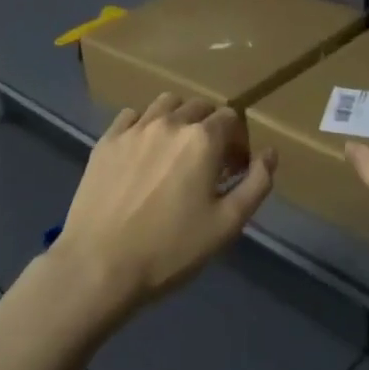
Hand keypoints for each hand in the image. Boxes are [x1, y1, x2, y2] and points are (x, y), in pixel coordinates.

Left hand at [54, 93, 276, 317]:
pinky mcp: (106, 141)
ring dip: (179, 117)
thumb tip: (270, 153)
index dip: (238, 140)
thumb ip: (256, 184)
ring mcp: (134, 128)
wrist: (99, 265)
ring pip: (165, 103)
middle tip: (207, 161)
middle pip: (199, 105)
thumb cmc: (170, 249)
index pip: (230, 118)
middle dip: (210, 126)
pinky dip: (144, 124)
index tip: (233, 169)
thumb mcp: (227, 225)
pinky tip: (142, 150)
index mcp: (203, 139)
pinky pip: (131, 115)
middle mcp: (170, 122)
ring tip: (175, 149)